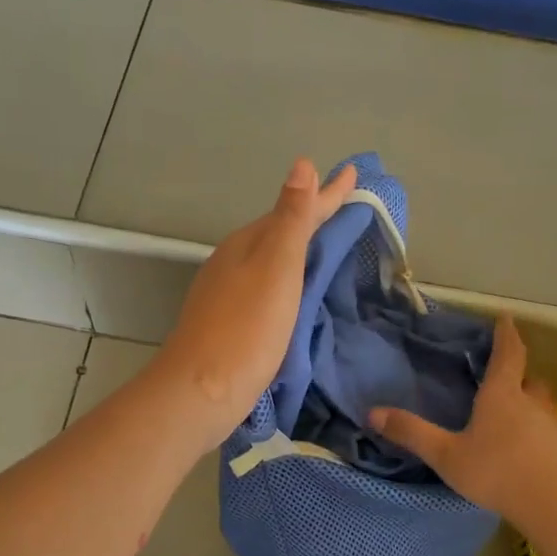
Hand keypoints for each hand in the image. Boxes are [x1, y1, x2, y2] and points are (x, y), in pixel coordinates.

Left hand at [148, 157, 357, 448]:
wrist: (202, 391)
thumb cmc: (247, 327)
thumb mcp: (276, 267)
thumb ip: (291, 219)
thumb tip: (302, 165)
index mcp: (248, 244)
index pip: (295, 210)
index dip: (327, 194)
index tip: (354, 172)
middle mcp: (234, 262)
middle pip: (280, 231)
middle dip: (312, 216)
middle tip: (345, 204)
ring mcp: (227, 293)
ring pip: (270, 259)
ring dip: (299, 247)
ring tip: (326, 242)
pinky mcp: (229, 323)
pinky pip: (266, 287)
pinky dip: (288, 279)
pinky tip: (296, 291)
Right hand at [369, 316, 556, 526]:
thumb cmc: (498, 472)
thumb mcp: (446, 455)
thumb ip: (412, 433)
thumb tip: (372, 412)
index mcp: (502, 395)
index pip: (508, 353)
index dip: (506, 334)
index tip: (505, 317)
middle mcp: (532, 403)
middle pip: (529, 379)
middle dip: (518, 374)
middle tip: (504, 376)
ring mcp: (555, 427)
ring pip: (541, 407)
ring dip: (529, 407)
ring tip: (512, 420)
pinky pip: (551, 434)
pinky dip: (540, 435)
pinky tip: (529, 455)